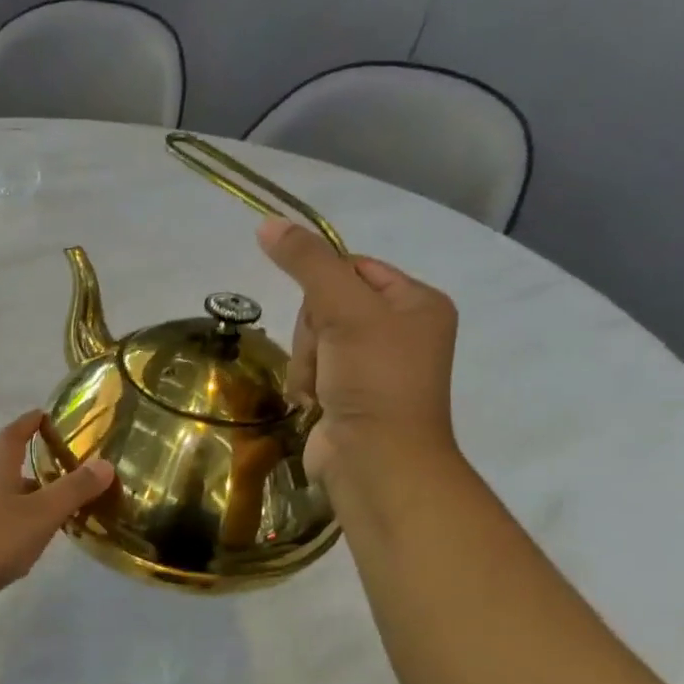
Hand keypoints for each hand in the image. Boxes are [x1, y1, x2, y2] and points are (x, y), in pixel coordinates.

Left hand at [0, 412, 114, 620]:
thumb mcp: (38, 515)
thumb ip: (72, 491)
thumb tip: (104, 462)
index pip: (12, 436)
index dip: (28, 423)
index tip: (44, 415)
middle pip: (8, 472)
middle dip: (36, 471)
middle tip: (70, 477)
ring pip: (3, 504)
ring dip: (27, 505)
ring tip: (58, 518)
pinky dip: (13, 533)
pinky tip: (25, 552)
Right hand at [257, 218, 460, 486]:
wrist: (375, 460)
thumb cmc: (373, 378)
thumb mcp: (343, 309)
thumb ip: (307, 263)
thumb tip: (268, 222)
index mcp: (416, 303)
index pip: (353, 267)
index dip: (324, 284)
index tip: (321, 311)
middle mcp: (399, 331)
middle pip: (326, 305)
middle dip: (313, 333)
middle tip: (327, 356)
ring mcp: (372, 367)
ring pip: (312, 340)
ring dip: (306, 363)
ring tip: (322, 388)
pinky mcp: (347, 395)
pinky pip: (310, 371)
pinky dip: (306, 385)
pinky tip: (317, 403)